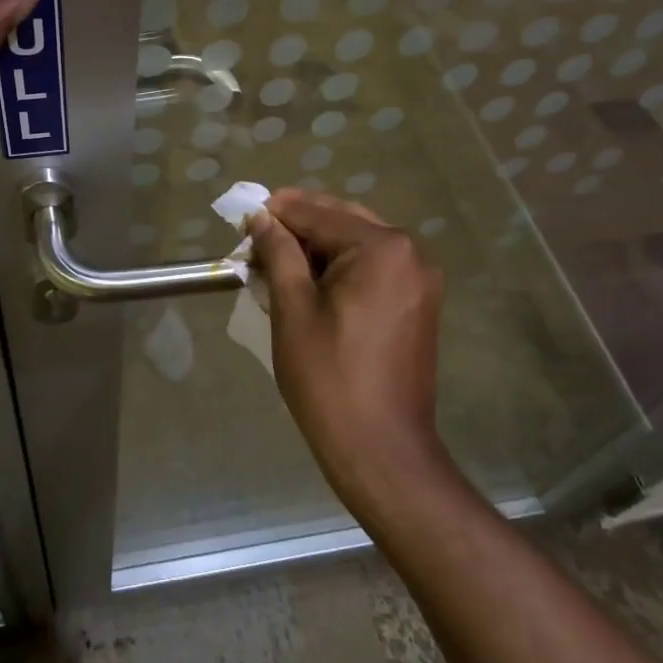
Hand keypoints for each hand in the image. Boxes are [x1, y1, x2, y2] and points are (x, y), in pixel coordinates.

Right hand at [248, 190, 449, 510]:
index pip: (318, 213)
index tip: (242, 220)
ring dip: (317, 248)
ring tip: (276, 263)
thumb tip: (262, 217)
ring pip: (358, 244)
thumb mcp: (293, 309)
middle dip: (298, 226)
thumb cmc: (329, 377)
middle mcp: (410, 252)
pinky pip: (374, 269)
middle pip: (342, 221)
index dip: (276, 213)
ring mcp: (420, 279)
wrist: (381, 449)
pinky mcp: (418, 304)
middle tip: (256, 240)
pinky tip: (309, 283)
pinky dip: (341, 268)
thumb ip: (279, 253)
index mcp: (382, 248)